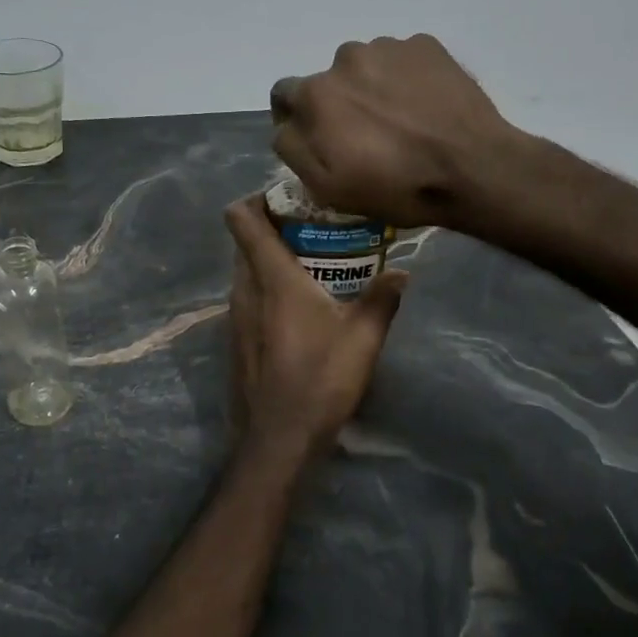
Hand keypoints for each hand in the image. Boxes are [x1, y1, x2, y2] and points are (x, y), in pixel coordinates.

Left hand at [224, 196, 406, 451]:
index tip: (289, 200)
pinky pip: (246, 299)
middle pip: (245, 242)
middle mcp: (244, 289)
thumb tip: (402, 272)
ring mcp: (235, 316)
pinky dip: (265, 290)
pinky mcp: (235, 340)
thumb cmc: (321, 379)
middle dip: (273, 229)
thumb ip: (383, 299)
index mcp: (271, 277)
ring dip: (269, 262)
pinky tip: (297, 310)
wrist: (279, 437)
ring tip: (310, 268)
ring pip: (244, 271)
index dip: (256, 199)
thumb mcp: (363, 338)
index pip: (242, 219)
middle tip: (313, 232)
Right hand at [269, 34, 519, 228]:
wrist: (472, 168)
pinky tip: (425, 108)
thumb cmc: (394, 185)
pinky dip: (406, 79)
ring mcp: (390, 47)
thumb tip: (286, 125)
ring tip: (400, 121)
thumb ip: (293, 147)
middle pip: (330, 80)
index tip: (318, 138)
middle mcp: (345, 58)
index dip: (295, 117)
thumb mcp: (327, 186)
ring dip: (373, 88)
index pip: (284, 94)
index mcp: (316, 93)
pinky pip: (403, 60)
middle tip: (366, 135)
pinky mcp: (427, 46)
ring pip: (366, 67)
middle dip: (340, 104)